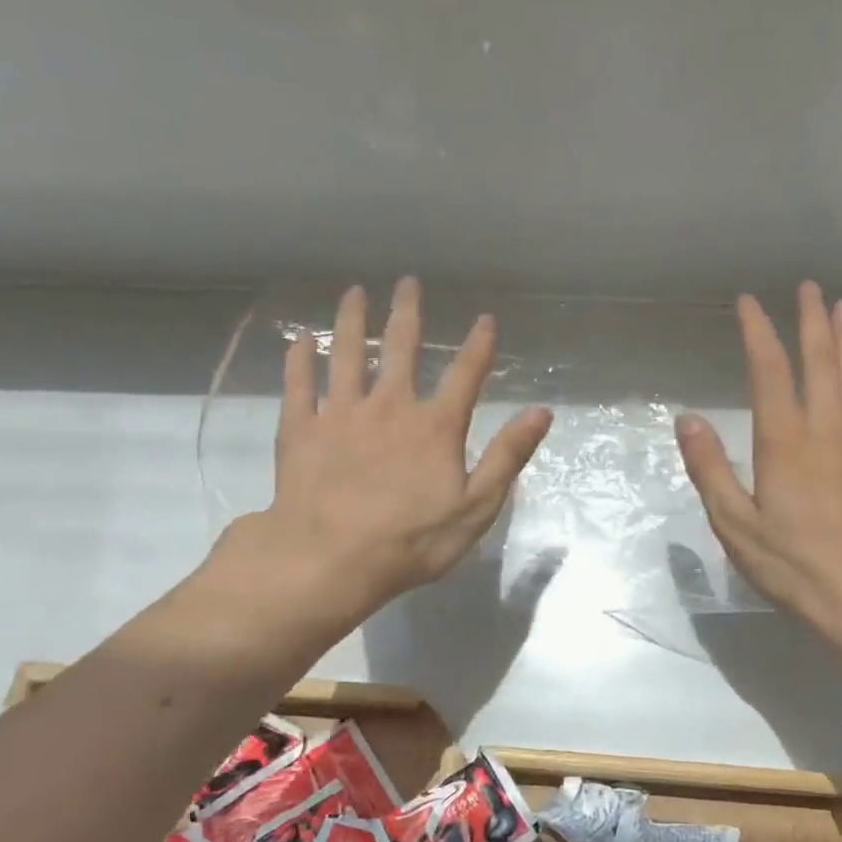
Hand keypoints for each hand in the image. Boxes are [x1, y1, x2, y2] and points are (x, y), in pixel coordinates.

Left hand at [221, 279, 552, 616]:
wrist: (330, 559)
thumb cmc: (411, 540)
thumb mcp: (476, 506)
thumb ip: (508, 456)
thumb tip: (541, 412)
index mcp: (435, 427)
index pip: (465, 376)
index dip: (478, 347)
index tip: (486, 319)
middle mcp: (389, 407)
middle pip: (401, 350)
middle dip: (407, 314)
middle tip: (407, 283)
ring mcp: (341, 414)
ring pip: (347, 355)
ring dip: (352, 322)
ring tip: (354, 293)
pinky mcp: (301, 430)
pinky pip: (299, 384)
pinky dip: (300, 359)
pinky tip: (301, 339)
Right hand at [676, 283, 841, 655]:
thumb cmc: (794, 566)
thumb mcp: (735, 525)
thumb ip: (710, 469)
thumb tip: (688, 418)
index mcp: (785, 443)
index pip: (770, 371)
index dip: (758, 333)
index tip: (748, 303)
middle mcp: (827, 431)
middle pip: (821, 361)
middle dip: (812, 321)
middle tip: (809, 288)